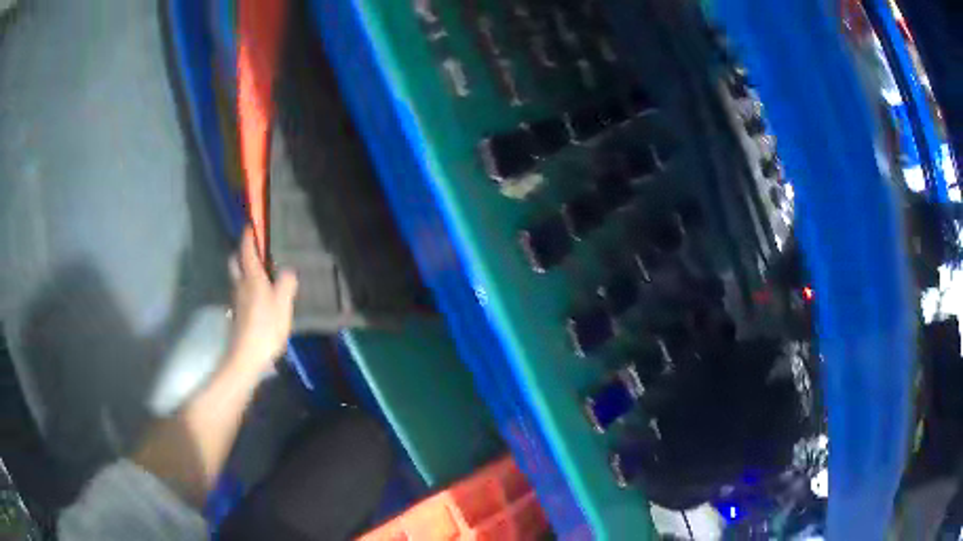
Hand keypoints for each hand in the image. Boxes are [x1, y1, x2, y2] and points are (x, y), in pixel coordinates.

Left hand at [226, 227, 297, 375]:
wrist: (246, 357)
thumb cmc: (265, 328)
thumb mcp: (283, 305)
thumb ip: (286, 284)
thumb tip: (287, 270)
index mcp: (252, 278)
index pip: (247, 250)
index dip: (248, 237)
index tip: (251, 225)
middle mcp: (240, 285)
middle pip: (235, 262)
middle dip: (241, 252)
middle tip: (253, 250)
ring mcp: (236, 300)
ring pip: (236, 277)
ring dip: (243, 270)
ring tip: (259, 272)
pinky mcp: (237, 314)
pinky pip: (240, 292)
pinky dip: (246, 287)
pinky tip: (258, 297)